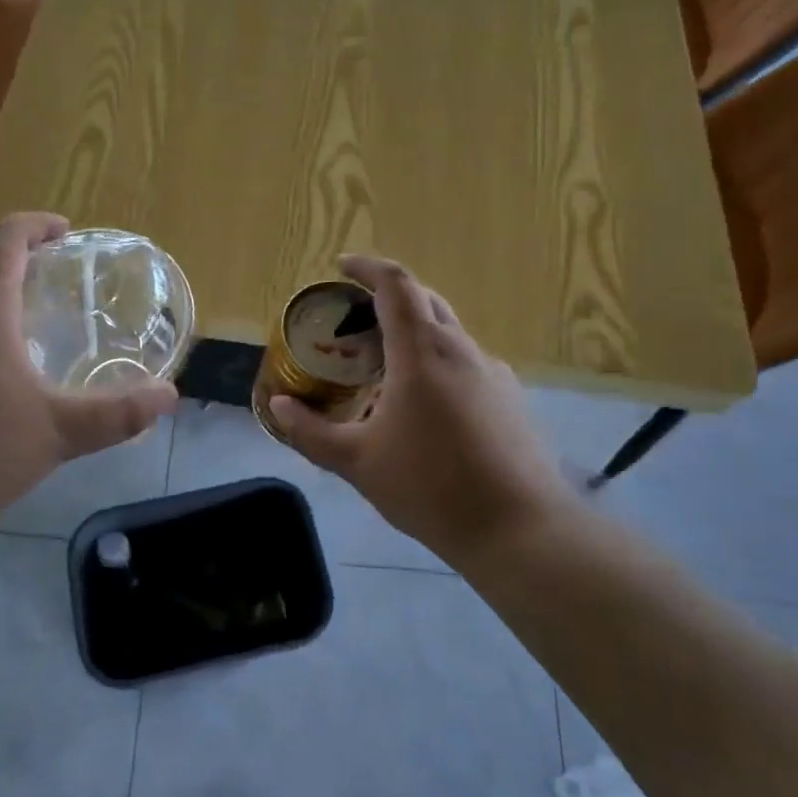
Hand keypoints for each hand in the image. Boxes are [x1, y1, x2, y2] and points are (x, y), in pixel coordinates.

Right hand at [270, 256, 572, 563]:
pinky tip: (425, 408)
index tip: (342, 267)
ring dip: (413, 334)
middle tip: (355, 322)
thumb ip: (311, 432)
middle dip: (388, 299)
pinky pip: (466, 363)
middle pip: (424, 301)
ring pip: (448, 333)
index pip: (396, 285)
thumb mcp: (357, 462)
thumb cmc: (430, 488)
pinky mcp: (511, 398)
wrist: (518, 529)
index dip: (367, 268)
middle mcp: (462, 349)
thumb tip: (278, 405)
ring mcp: (493, 373)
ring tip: (384, 370)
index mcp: (422, 352)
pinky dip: (437, 364)